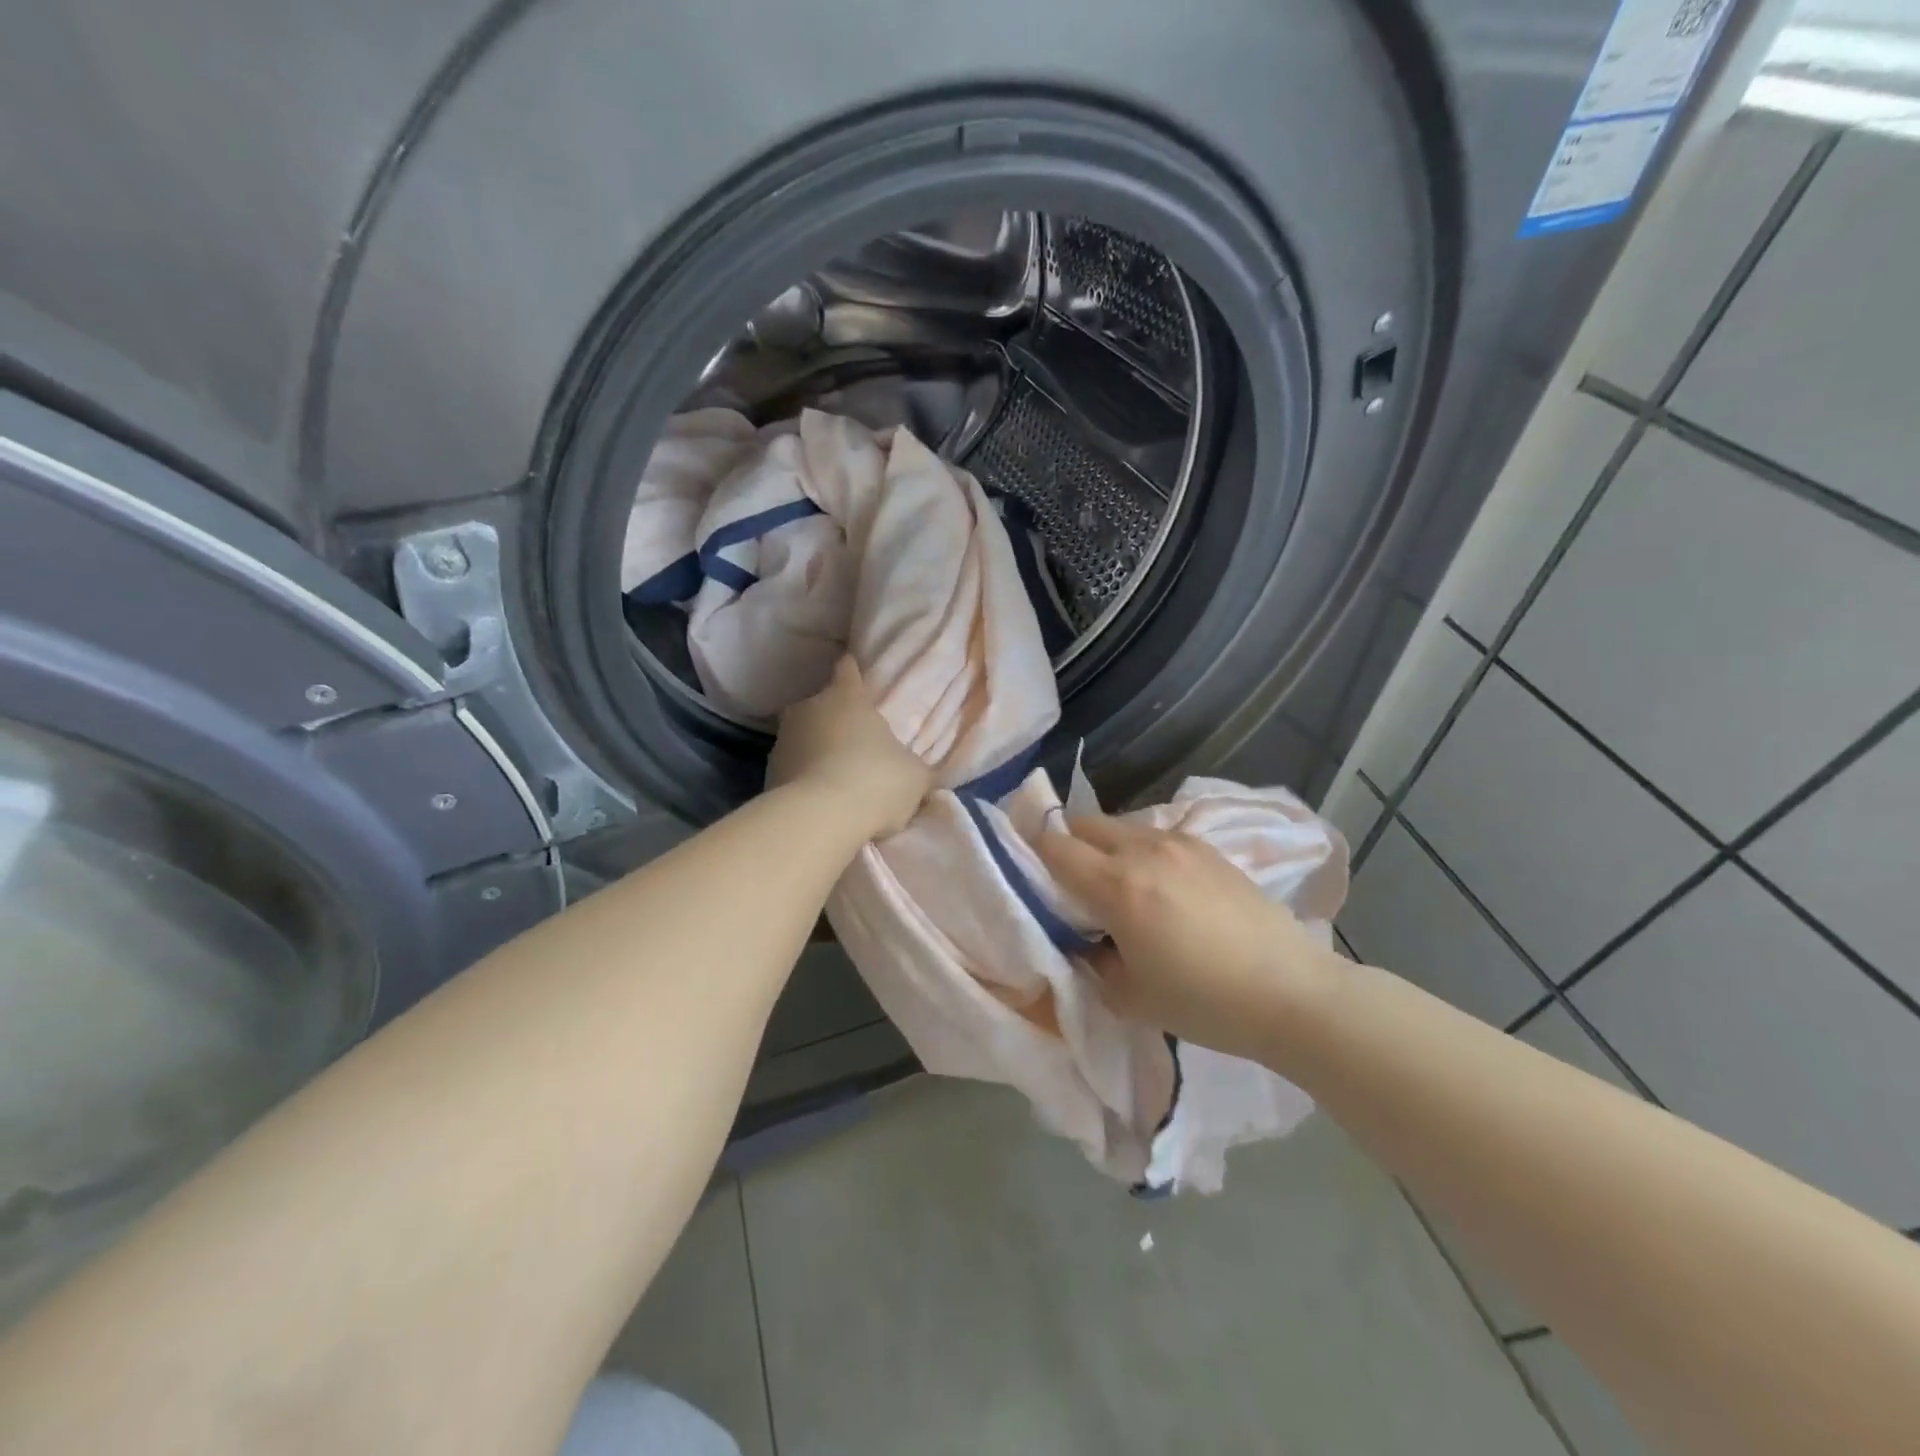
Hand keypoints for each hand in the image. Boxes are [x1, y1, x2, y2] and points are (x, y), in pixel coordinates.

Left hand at [768, 656, 932, 838]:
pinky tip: (821, 802)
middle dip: (837, 722)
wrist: (819, 819)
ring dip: (818, 752)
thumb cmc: (875, 781)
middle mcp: (809, 708)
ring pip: (804, 738)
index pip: (848, 670)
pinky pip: (793, 770)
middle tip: (857, 746)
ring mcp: (782, 740)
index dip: (853, 673)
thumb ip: (914, 767)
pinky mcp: (767, 773)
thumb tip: (917, 772)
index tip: (856, 677)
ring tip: (838, 780)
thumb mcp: (914, 776)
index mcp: (846, 697)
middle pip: (823, 707)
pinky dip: (804, 780)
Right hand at [1035, 814, 1337, 1061]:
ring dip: (1105, 847)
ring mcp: (1181, 843)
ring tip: (1114, 886)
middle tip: (1066, 881)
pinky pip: (1156, 837)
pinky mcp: (1209, 849)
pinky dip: (1140, 851)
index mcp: (1118, 885)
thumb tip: (1082, 938)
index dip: (1030, 849)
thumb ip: (1091, 959)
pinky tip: (1157, 887)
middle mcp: (1145, 850)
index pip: (1055, 846)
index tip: (1021, 864)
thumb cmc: (1204, 1002)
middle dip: (1067, 844)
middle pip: (1086, 824)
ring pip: (1122, 827)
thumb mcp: (1129, 996)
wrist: (1291, 993)